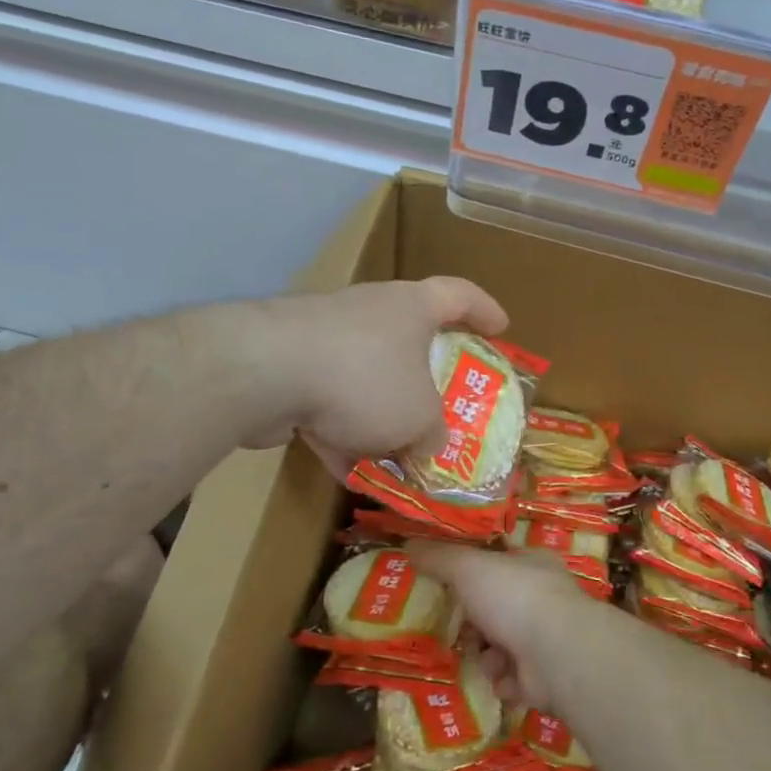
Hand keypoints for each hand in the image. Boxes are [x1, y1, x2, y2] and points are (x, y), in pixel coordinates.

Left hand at [246, 279, 507, 473]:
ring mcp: (325, 339)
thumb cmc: (366, 378)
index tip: (502, 328)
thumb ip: (434, 433)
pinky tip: (353, 475)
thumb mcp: (420, 416)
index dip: (485, 310)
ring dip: (382, 419)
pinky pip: (328, 405)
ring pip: (366, 381)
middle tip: (446, 407)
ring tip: (400, 458)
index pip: (459, 294)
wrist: (268, 372)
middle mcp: (370, 313)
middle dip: (427, 380)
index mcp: (411, 307)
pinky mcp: (290, 370)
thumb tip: (431, 445)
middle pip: (409, 340)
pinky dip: (342, 437)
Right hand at [407, 542, 593, 711]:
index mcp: (532, 564)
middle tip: (458, 628)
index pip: (500, 563)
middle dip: (474, 622)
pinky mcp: (544, 677)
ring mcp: (546, 639)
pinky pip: (510, 678)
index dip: (473, 574)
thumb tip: (409, 543)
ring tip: (483, 656)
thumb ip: (439, 557)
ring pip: (501, 645)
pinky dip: (501, 679)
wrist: (558, 655)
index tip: (449, 585)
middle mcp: (543, 599)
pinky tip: (499, 677)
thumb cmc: (513, 597)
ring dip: (486, 653)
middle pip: (496, 607)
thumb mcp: (468, 567)